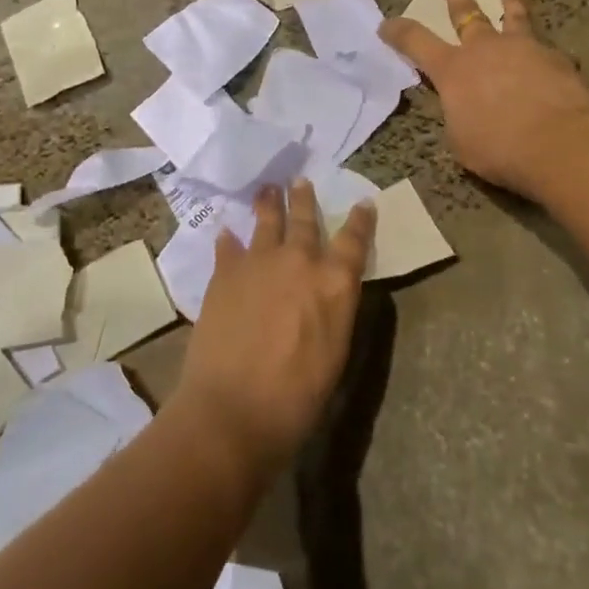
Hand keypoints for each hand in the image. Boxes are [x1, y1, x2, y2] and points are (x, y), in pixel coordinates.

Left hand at [173, 180, 375, 477]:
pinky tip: (226, 233)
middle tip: (301, 180)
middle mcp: (299, 261)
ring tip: (268, 188)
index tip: (364, 203)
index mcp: (334, 283)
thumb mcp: (334, 353)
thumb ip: (332, 311)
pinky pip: (228, 247)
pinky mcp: (225, 273)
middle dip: (305, 199)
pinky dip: (229, 239)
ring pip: (267, 222)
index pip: (354, 242)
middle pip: (306, 220)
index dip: (361, 221)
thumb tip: (328, 291)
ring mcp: (258, 262)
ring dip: (269, 203)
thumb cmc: (296, 397)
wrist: (234, 407)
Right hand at [381, 0, 588, 202]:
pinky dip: (545, 52)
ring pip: (514, 18)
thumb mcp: (461, 140)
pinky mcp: (557, 58)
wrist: (560, 143)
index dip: (398, 32)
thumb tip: (465, 109)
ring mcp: (524, 48)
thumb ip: (458, 116)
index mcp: (453, 69)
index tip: (386, 24)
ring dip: (511, 4)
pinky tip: (553, 60)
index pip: (415, 42)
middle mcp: (485, 49)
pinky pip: (547, 50)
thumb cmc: (499, 148)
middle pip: (466, 14)